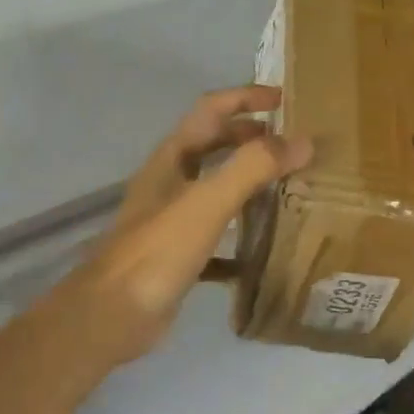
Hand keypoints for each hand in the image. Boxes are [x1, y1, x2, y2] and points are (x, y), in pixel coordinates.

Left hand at [45, 86, 310, 366]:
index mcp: (172, 159)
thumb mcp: (207, 202)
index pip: (211, 110)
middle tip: (291, 143)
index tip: (283, 98)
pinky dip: (240, 234)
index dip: (245, 97)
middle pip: (213, 145)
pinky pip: (216, 235)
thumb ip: (253, 168)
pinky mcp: (178, 255)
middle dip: (250, 137)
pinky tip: (264, 248)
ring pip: (216, 188)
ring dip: (248, 181)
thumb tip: (303, 141)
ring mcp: (172, 220)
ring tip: (287, 187)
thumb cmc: (158, 250)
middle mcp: (170, 182)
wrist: (111, 315)